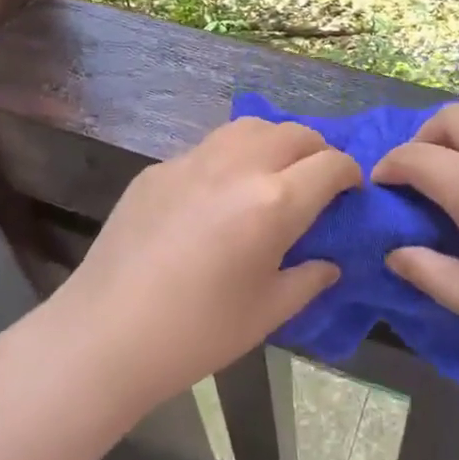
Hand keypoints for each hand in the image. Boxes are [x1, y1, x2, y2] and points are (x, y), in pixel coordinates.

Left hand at [42, 117, 357, 412]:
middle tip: (317, 180)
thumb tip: (329, 263)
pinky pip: (208, 147)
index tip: (351, 190)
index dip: (350, 173)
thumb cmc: (198, 332)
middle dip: (317, 150)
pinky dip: (231, 156)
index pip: (330, 164)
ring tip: (273, 171)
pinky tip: (220, 191)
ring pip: (249, 127)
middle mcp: (238, 165)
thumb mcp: (268, 312)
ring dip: (274, 141)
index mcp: (274, 201)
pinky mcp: (159, 168)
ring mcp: (193, 160)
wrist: (107, 332)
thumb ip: (308, 279)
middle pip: (294, 133)